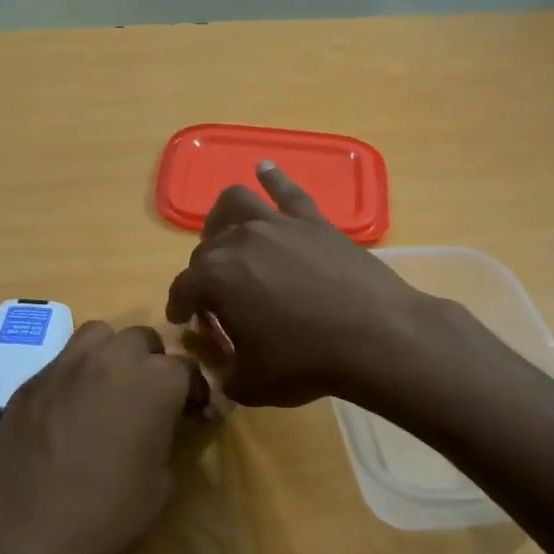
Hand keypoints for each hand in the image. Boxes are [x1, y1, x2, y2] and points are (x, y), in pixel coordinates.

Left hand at [0, 321, 201, 553]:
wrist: (20, 533)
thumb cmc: (104, 515)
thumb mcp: (160, 485)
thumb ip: (166, 439)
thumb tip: (162, 427)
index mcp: (154, 382)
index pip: (186, 368)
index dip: (193, 391)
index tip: (192, 413)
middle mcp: (112, 360)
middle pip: (143, 340)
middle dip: (153, 363)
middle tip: (150, 398)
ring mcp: (65, 365)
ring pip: (99, 335)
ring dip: (112, 354)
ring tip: (110, 388)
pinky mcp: (30, 380)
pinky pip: (62, 362)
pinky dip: (76, 375)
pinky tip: (71, 410)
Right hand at [164, 162, 436, 405]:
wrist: (375, 336)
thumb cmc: (306, 362)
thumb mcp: (251, 383)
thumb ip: (225, 374)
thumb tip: (221, 368)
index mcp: (215, 278)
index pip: (183, 288)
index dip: (179, 306)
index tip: (182, 320)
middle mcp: (238, 241)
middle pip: (207, 249)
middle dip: (202, 273)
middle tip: (214, 297)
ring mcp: (278, 224)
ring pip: (237, 203)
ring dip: (221, 216)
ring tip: (221, 229)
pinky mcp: (313, 220)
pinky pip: (287, 190)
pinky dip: (272, 177)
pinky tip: (264, 169)